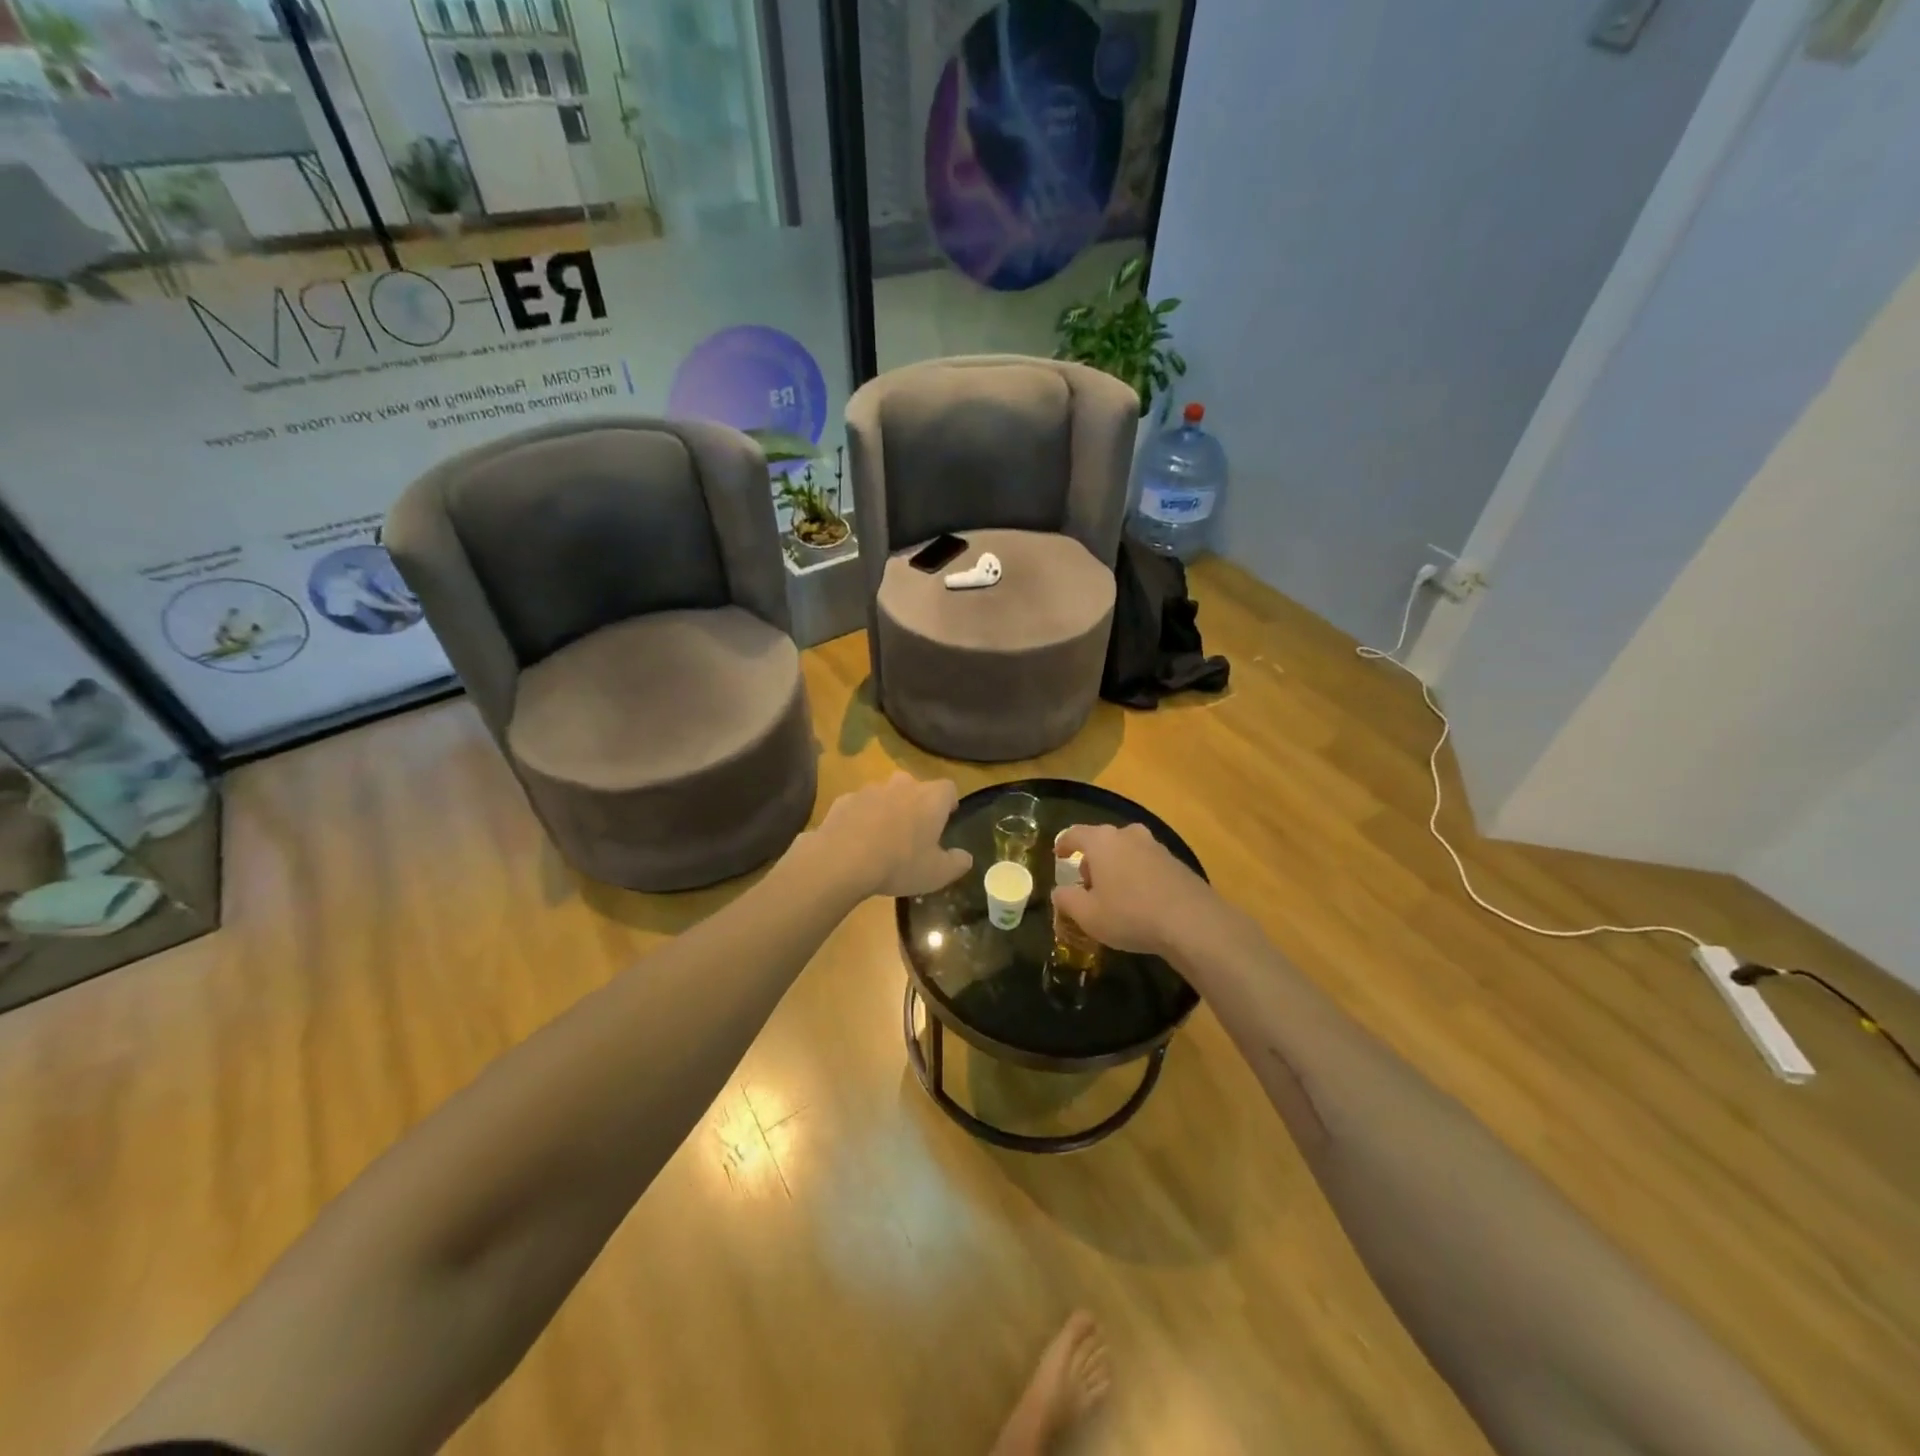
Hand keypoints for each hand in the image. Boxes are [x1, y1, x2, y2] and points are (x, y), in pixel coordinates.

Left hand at [811, 772, 971, 897]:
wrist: (843, 860)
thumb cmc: (900, 864)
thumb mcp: (937, 873)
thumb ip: (956, 863)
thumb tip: (965, 857)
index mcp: (930, 799)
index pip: (948, 788)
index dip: (948, 802)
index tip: (947, 817)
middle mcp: (902, 785)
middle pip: (915, 786)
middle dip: (916, 803)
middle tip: (914, 829)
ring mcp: (870, 790)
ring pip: (885, 794)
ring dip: (887, 808)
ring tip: (882, 836)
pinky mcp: (844, 800)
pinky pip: (859, 805)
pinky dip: (861, 817)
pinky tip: (857, 839)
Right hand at [1051, 822, 1220, 959]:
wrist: (1192, 922)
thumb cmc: (1130, 914)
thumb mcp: (1087, 915)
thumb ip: (1066, 900)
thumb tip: (1059, 891)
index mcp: (1102, 841)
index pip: (1074, 833)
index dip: (1063, 844)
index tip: (1058, 855)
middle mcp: (1128, 834)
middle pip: (1102, 841)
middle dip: (1091, 859)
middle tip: (1087, 883)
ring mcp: (1155, 846)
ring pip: (1126, 850)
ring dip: (1116, 866)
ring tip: (1114, 893)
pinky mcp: (1176, 861)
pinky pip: (1146, 863)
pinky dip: (1137, 874)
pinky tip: (1140, 899)